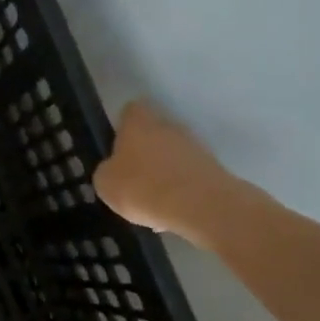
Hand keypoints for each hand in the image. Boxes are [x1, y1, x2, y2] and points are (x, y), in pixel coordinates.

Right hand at [93, 100, 242, 240]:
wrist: (201, 206)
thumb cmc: (143, 187)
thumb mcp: (105, 183)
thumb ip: (107, 170)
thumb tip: (113, 169)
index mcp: (139, 123)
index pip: (131, 111)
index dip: (123, 126)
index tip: (116, 145)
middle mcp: (169, 126)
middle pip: (154, 132)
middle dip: (144, 150)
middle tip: (132, 176)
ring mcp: (195, 146)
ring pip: (173, 154)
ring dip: (164, 170)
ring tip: (152, 199)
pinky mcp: (213, 168)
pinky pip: (188, 174)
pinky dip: (180, 188)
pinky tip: (172, 209)